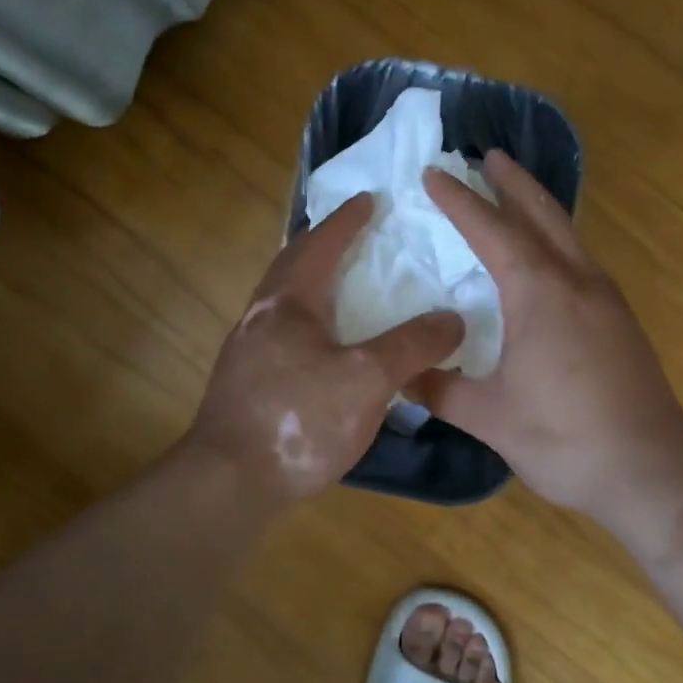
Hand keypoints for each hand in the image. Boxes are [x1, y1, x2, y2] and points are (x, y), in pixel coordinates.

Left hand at [189, 194, 463, 500]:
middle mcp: (262, 315)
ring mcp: (247, 349)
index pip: (321, 243)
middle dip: (322, 243)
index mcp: (288, 301)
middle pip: (292, 263)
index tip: (370, 200)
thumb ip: (412, 346)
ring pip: (283, 299)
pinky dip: (308, 318)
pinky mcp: (246, 381)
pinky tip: (325, 344)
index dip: (347, 220)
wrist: (229, 482)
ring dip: (311, 281)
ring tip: (343, 285)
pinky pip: (282, 330)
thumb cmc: (300, 418)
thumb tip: (453, 319)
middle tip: (354, 235)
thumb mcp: (368, 379)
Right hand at [413, 152, 682, 524]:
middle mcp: (576, 281)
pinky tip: (546, 256)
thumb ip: (440, 389)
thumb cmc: (565, 440)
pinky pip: (580, 258)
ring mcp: (605, 297)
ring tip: (513, 191)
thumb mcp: (490, 418)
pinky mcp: (620, 318)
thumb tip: (398, 374)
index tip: (434, 173)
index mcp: (540, 294)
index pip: (492, 231)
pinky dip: (555, 237)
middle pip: (541, 214)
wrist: (653, 471)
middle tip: (487, 156)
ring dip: (537, 206)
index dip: (460, 201)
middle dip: (512, 182)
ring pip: (566, 233)